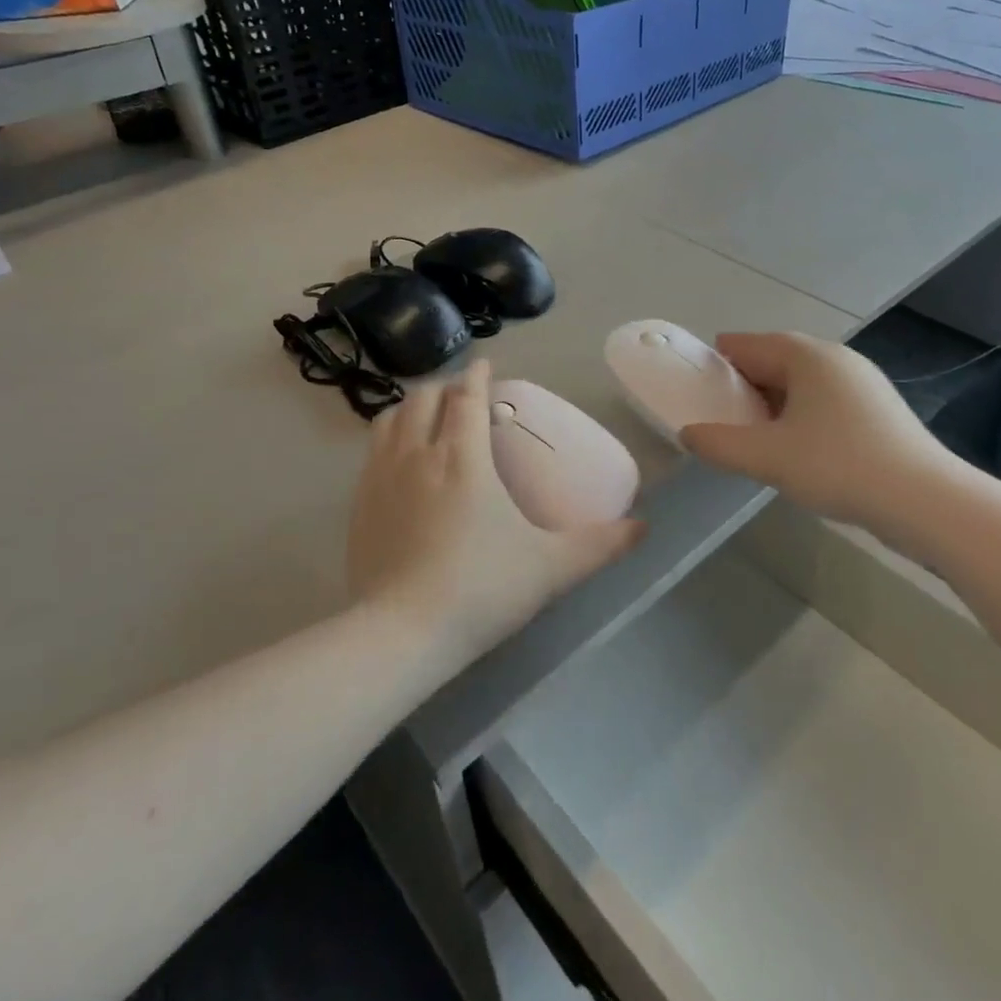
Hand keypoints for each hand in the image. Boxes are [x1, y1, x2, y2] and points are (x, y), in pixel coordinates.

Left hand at [346, 359, 644, 664]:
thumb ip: (599, 545)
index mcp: (461, 457)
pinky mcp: (357, 506)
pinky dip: (387, 439)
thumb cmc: (481, 588)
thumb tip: (643, 527)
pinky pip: (371, 453)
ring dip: (409, 408)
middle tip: (461, 394)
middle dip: (443, 386)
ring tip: (426, 417)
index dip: (476, 375)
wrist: (401, 635)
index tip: (485, 364)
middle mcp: (416, 455)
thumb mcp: (551, 567)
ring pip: (388, 420)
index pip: (465, 397)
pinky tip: (398, 462)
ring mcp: (379, 480)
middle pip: (422, 399)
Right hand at [679, 333, 956, 530]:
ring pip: (799, 383)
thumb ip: (718, 443)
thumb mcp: (767, 458)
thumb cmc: (839, 467)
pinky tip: (795, 449)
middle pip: (772, 361)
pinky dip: (800, 416)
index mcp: (805, 355)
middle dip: (742, 387)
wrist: (926, 502)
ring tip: (753, 438)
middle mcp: (834, 357)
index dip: (714, 367)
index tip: (695, 394)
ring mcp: (861, 381)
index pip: (744, 345)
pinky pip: (823, 401)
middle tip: (720, 421)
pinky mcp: (877, 409)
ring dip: (771, 404)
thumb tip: (688, 433)